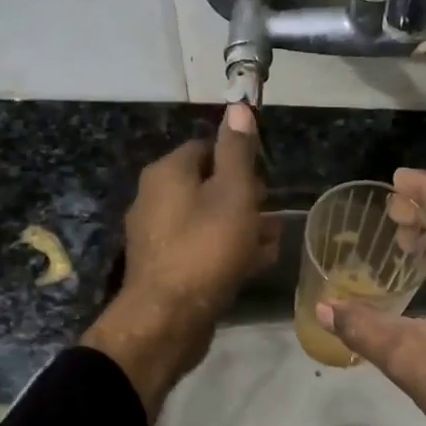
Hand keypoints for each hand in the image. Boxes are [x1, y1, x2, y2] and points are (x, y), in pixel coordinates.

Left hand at [82, 104, 279, 414]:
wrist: (168, 320)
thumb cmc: (206, 248)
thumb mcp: (233, 193)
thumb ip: (238, 151)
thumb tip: (239, 106)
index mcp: (167, 173)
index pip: (206, 148)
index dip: (239, 159)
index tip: (264, 179)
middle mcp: (155, 198)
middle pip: (209, 185)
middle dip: (245, 197)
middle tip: (270, 214)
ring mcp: (158, 235)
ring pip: (209, 220)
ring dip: (242, 227)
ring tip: (271, 243)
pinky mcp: (166, 267)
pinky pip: (202, 248)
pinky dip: (227, 251)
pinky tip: (253, 265)